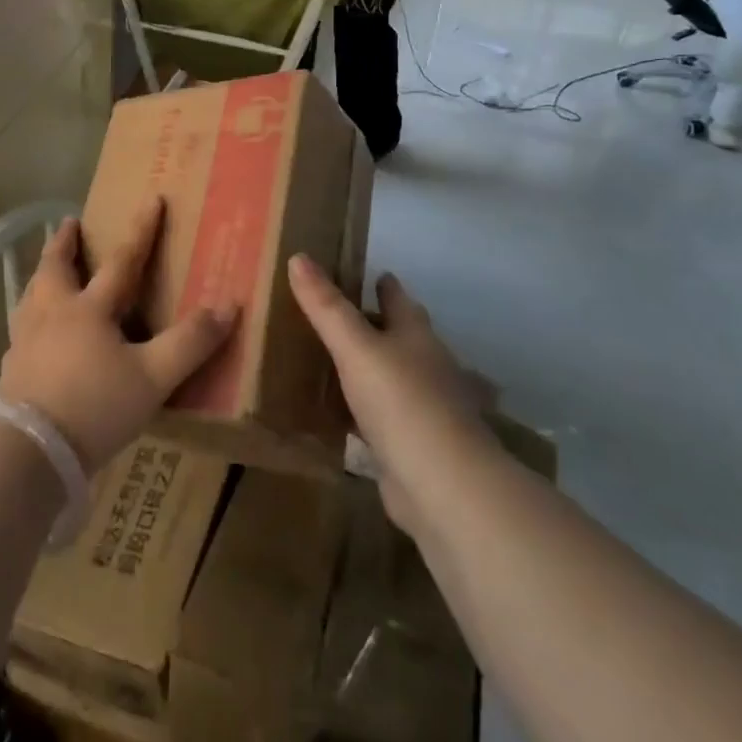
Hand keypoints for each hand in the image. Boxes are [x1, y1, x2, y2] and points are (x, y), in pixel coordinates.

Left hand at [0, 202, 235, 472]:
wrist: (28, 450)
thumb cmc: (95, 406)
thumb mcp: (153, 377)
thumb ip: (191, 342)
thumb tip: (228, 306)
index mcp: (89, 309)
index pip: (122, 260)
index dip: (141, 230)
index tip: (152, 199)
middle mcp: (53, 313)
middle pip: (56, 267)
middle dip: (65, 242)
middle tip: (69, 223)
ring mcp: (26, 339)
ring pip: (32, 294)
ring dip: (42, 275)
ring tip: (47, 271)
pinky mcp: (11, 366)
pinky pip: (21, 328)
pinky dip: (30, 315)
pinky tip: (32, 332)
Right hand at [289, 256, 499, 535]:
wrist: (442, 485)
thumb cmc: (401, 402)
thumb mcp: (355, 347)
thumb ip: (326, 306)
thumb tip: (298, 256)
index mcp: (415, 336)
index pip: (398, 299)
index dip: (383, 284)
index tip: (368, 272)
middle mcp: (426, 367)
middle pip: (402, 336)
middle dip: (379, 323)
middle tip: (343, 313)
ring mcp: (424, 409)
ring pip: (393, 377)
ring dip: (372, 368)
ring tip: (336, 359)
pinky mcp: (413, 446)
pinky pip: (383, 417)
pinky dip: (366, 411)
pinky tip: (343, 414)